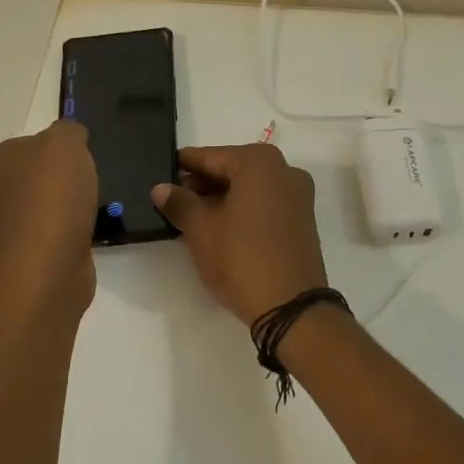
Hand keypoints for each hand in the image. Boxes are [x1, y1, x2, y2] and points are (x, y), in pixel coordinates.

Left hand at [0, 120, 98, 304]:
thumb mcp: (68, 143)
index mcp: (2, 158)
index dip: (50, 149)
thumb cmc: (55, 194)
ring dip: (42, 208)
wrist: (49, 260)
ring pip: (23, 207)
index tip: (76, 159)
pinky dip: (52, 234)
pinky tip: (73, 234)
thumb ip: (68, 131)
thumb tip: (69, 134)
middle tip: (76, 184)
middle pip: (19, 176)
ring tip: (76, 211)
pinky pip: (37, 235)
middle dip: (41, 179)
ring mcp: (2, 224)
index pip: (25, 144)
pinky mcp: (19, 254)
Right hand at [153, 144, 328, 324]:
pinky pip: (265, 203)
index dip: (183, 166)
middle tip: (172, 200)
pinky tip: (219, 227)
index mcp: (259, 163)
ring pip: (250, 188)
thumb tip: (160, 188)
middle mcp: (284, 170)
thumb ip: (180, 203)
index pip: (211, 157)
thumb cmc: (242, 259)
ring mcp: (298, 195)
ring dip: (221, 198)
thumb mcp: (201, 230)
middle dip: (202, 184)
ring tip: (190, 217)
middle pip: (233, 169)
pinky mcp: (302, 220)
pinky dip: (242, 209)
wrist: (291, 307)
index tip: (161, 171)